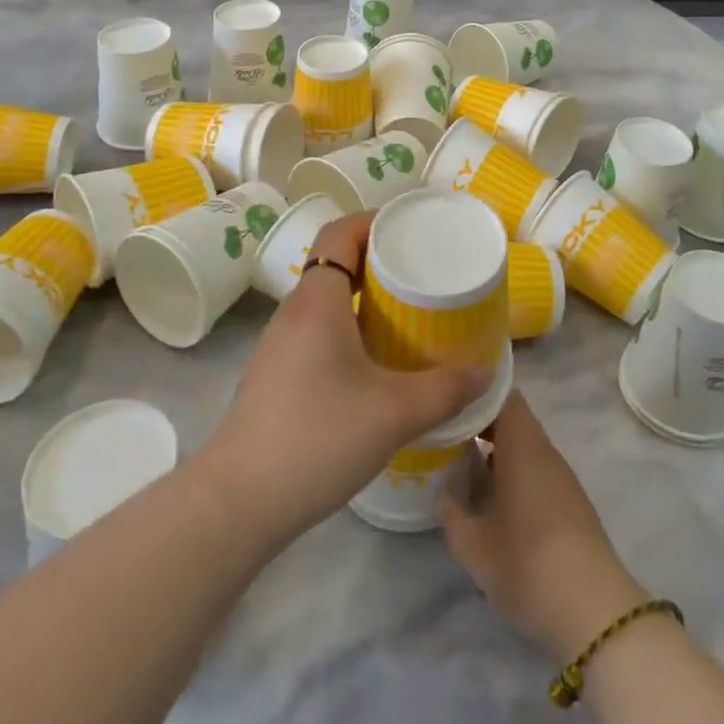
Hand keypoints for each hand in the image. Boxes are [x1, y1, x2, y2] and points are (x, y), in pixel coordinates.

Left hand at [198, 213, 490, 546]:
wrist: (238, 502)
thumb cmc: (317, 437)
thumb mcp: (393, 413)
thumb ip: (445, 390)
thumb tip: (485, 372)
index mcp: (317, 300)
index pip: (340, 232)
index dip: (374, 222)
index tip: (412, 233)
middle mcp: (295, 312)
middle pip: (336, 263)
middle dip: (379, 261)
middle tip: (422, 277)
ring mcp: (280, 345)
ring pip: (327, 301)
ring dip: (365, 299)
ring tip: (407, 317)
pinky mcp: (277, 374)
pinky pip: (318, 331)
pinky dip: (349, 329)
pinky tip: (375, 364)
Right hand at [440, 394, 645, 661]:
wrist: (594, 612)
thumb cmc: (528, 566)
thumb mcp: (475, 548)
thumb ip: (452, 515)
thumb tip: (445, 495)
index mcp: (522, 445)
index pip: (503, 394)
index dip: (476, 392)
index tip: (449, 400)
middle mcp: (544, 451)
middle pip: (513, 418)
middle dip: (481, 421)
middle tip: (447, 432)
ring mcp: (561, 476)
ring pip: (525, 444)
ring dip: (497, 448)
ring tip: (464, 462)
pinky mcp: (571, 501)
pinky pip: (537, 467)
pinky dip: (514, 469)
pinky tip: (495, 496)